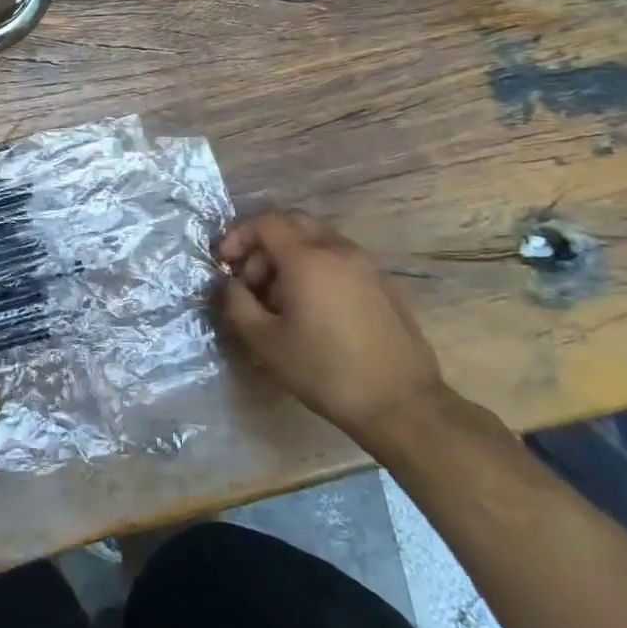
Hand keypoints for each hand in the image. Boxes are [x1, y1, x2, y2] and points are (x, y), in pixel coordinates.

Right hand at [215, 210, 446, 445]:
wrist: (401, 405)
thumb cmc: (324, 371)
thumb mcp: (265, 342)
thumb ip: (238, 303)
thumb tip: (231, 284)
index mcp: (307, 258)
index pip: (266, 223)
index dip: (239, 236)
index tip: (225, 263)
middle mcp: (338, 250)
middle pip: (293, 223)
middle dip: (264, 243)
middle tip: (251, 277)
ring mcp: (366, 265)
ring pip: (318, 240)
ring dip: (290, 256)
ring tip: (279, 298)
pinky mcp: (383, 284)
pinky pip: (339, 259)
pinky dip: (316, 268)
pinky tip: (312, 308)